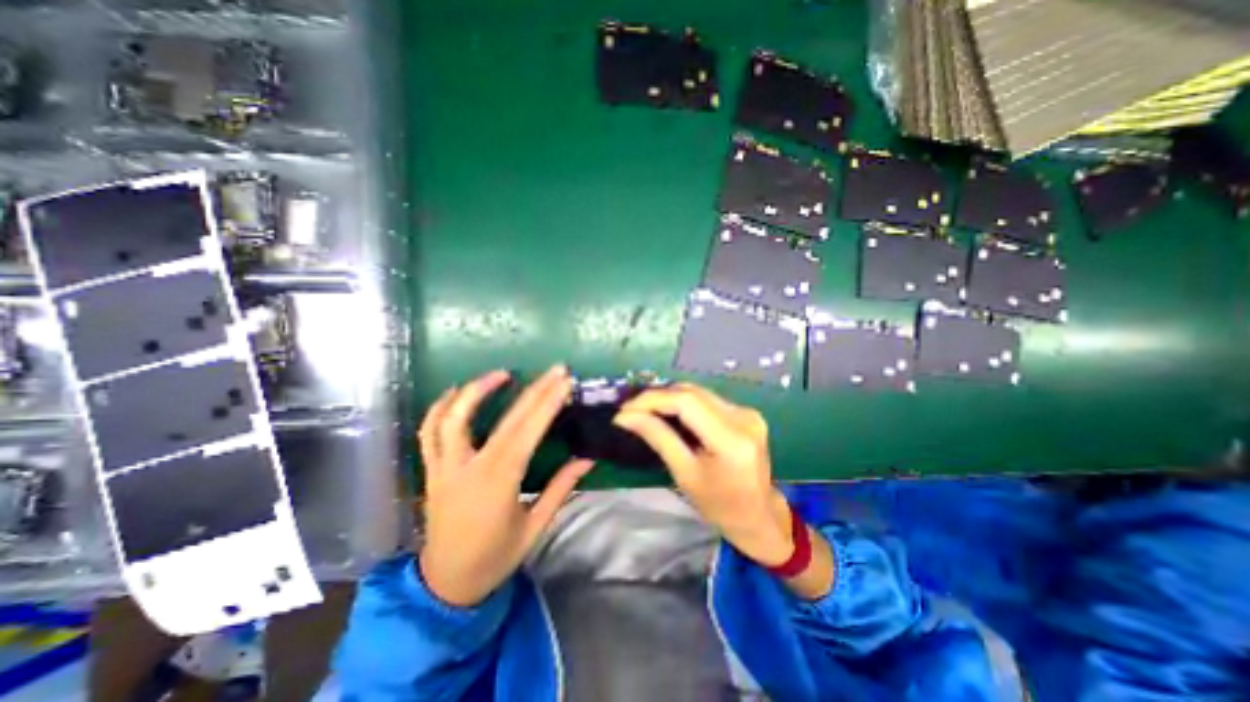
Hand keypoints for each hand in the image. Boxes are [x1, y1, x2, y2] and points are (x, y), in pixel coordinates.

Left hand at [416, 368, 590, 608]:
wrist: (445, 585)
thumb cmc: (495, 557)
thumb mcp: (535, 526)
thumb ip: (561, 488)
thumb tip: (588, 458)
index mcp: (499, 483)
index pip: (528, 433)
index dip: (548, 404)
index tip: (565, 382)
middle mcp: (469, 469)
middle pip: (504, 419)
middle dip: (533, 390)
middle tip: (554, 370)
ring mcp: (444, 467)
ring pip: (453, 418)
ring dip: (477, 390)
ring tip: (503, 374)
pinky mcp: (431, 470)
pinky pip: (428, 432)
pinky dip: (440, 408)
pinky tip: (455, 392)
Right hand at [614, 384, 789, 570]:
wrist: (759, 517)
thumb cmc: (719, 505)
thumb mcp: (684, 474)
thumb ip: (658, 438)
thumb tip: (626, 416)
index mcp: (731, 439)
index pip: (686, 402)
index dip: (653, 399)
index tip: (625, 409)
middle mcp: (743, 417)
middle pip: (692, 392)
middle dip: (658, 396)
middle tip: (632, 409)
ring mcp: (747, 412)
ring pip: (699, 392)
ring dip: (670, 397)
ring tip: (645, 410)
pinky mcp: (746, 412)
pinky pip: (708, 399)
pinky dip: (685, 403)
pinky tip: (669, 413)